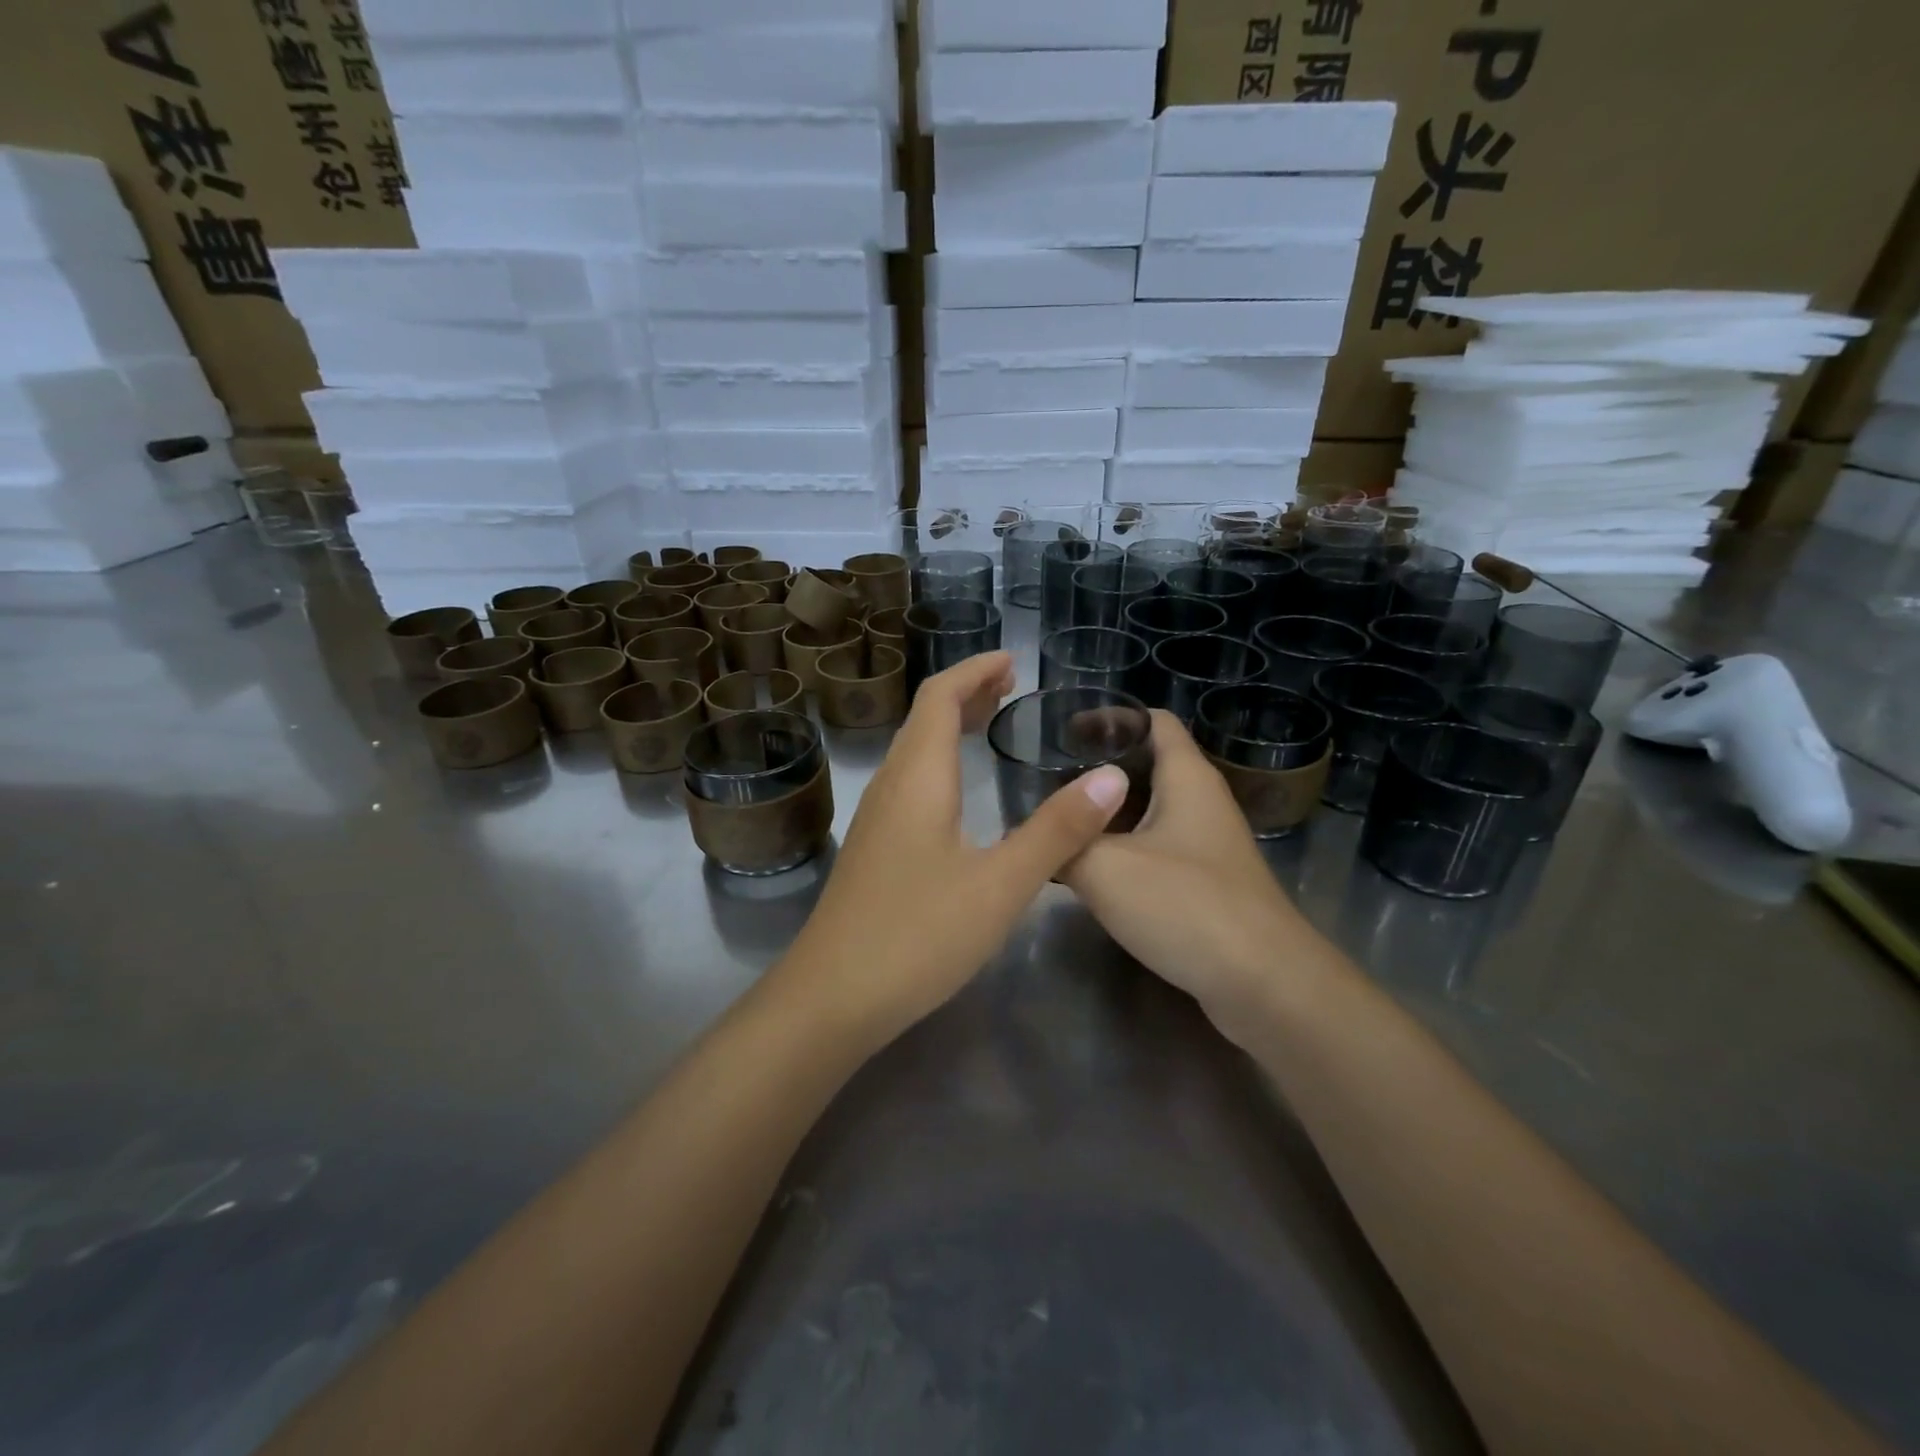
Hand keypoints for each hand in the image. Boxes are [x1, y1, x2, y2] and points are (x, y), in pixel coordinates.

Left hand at [775, 652, 1128, 1046]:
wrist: (831, 998)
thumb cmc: (918, 934)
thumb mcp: (1001, 884)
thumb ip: (1057, 830)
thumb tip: (1113, 777)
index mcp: (918, 778)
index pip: (940, 697)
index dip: (974, 671)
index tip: (1013, 661)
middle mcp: (891, 787)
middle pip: (924, 719)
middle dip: (966, 694)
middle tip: (1011, 688)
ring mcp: (876, 820)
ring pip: (914, 752)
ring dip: (951, 728)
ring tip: (991, 725)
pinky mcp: (874, 851)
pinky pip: (910, 783)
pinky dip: (941, 763)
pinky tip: (960, 795)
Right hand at [1063, 710, 1310, 1038]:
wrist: (1264, 985)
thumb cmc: (1186, 906)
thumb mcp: (1104, 868)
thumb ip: (1062, 844)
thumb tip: (1027, 837)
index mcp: (1187, 778)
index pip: (1152, 720)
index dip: (1110, 717)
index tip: (1061, 731)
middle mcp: (1202, 803)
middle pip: (1147, 766)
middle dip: (1097, 770)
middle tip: (1046, 781)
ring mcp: (1208, 847)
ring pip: (1150, 813)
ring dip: (1108, 815)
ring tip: (1060, 824)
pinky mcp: (1207, 886)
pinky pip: (1157, 852)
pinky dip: (1124, 851)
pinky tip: (1091, 872)